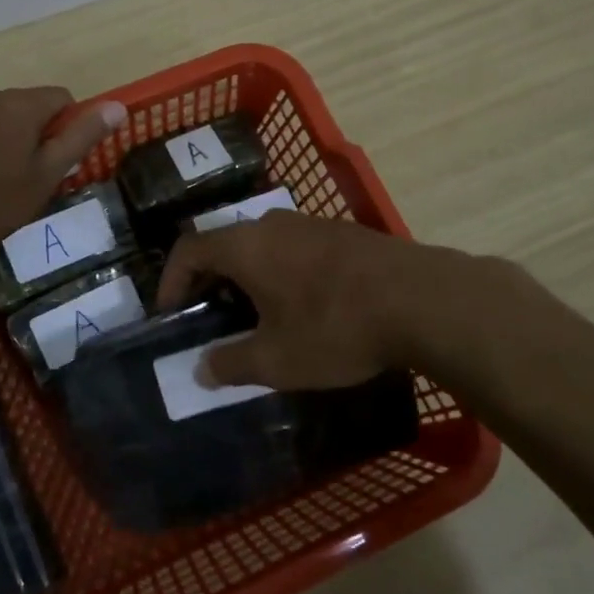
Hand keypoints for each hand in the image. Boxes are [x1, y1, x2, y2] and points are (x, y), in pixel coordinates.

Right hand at [158, 208, 439, 390]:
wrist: (423, 300)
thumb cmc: (335, 327)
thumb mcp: (277, 359)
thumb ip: (231, 363)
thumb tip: (202, 369)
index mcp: (245, 245)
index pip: (189, 249)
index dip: (170, 280)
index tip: (170, 314)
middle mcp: (272, 223)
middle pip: (224, 243)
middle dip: (209, 281)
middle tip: (209, 318)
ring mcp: (311, 224)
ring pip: (261, 245)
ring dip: (247, 277)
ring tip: (254, 316)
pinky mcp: (344, 233)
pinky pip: (294, 248)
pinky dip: (280, 272)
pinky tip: (301, 306)